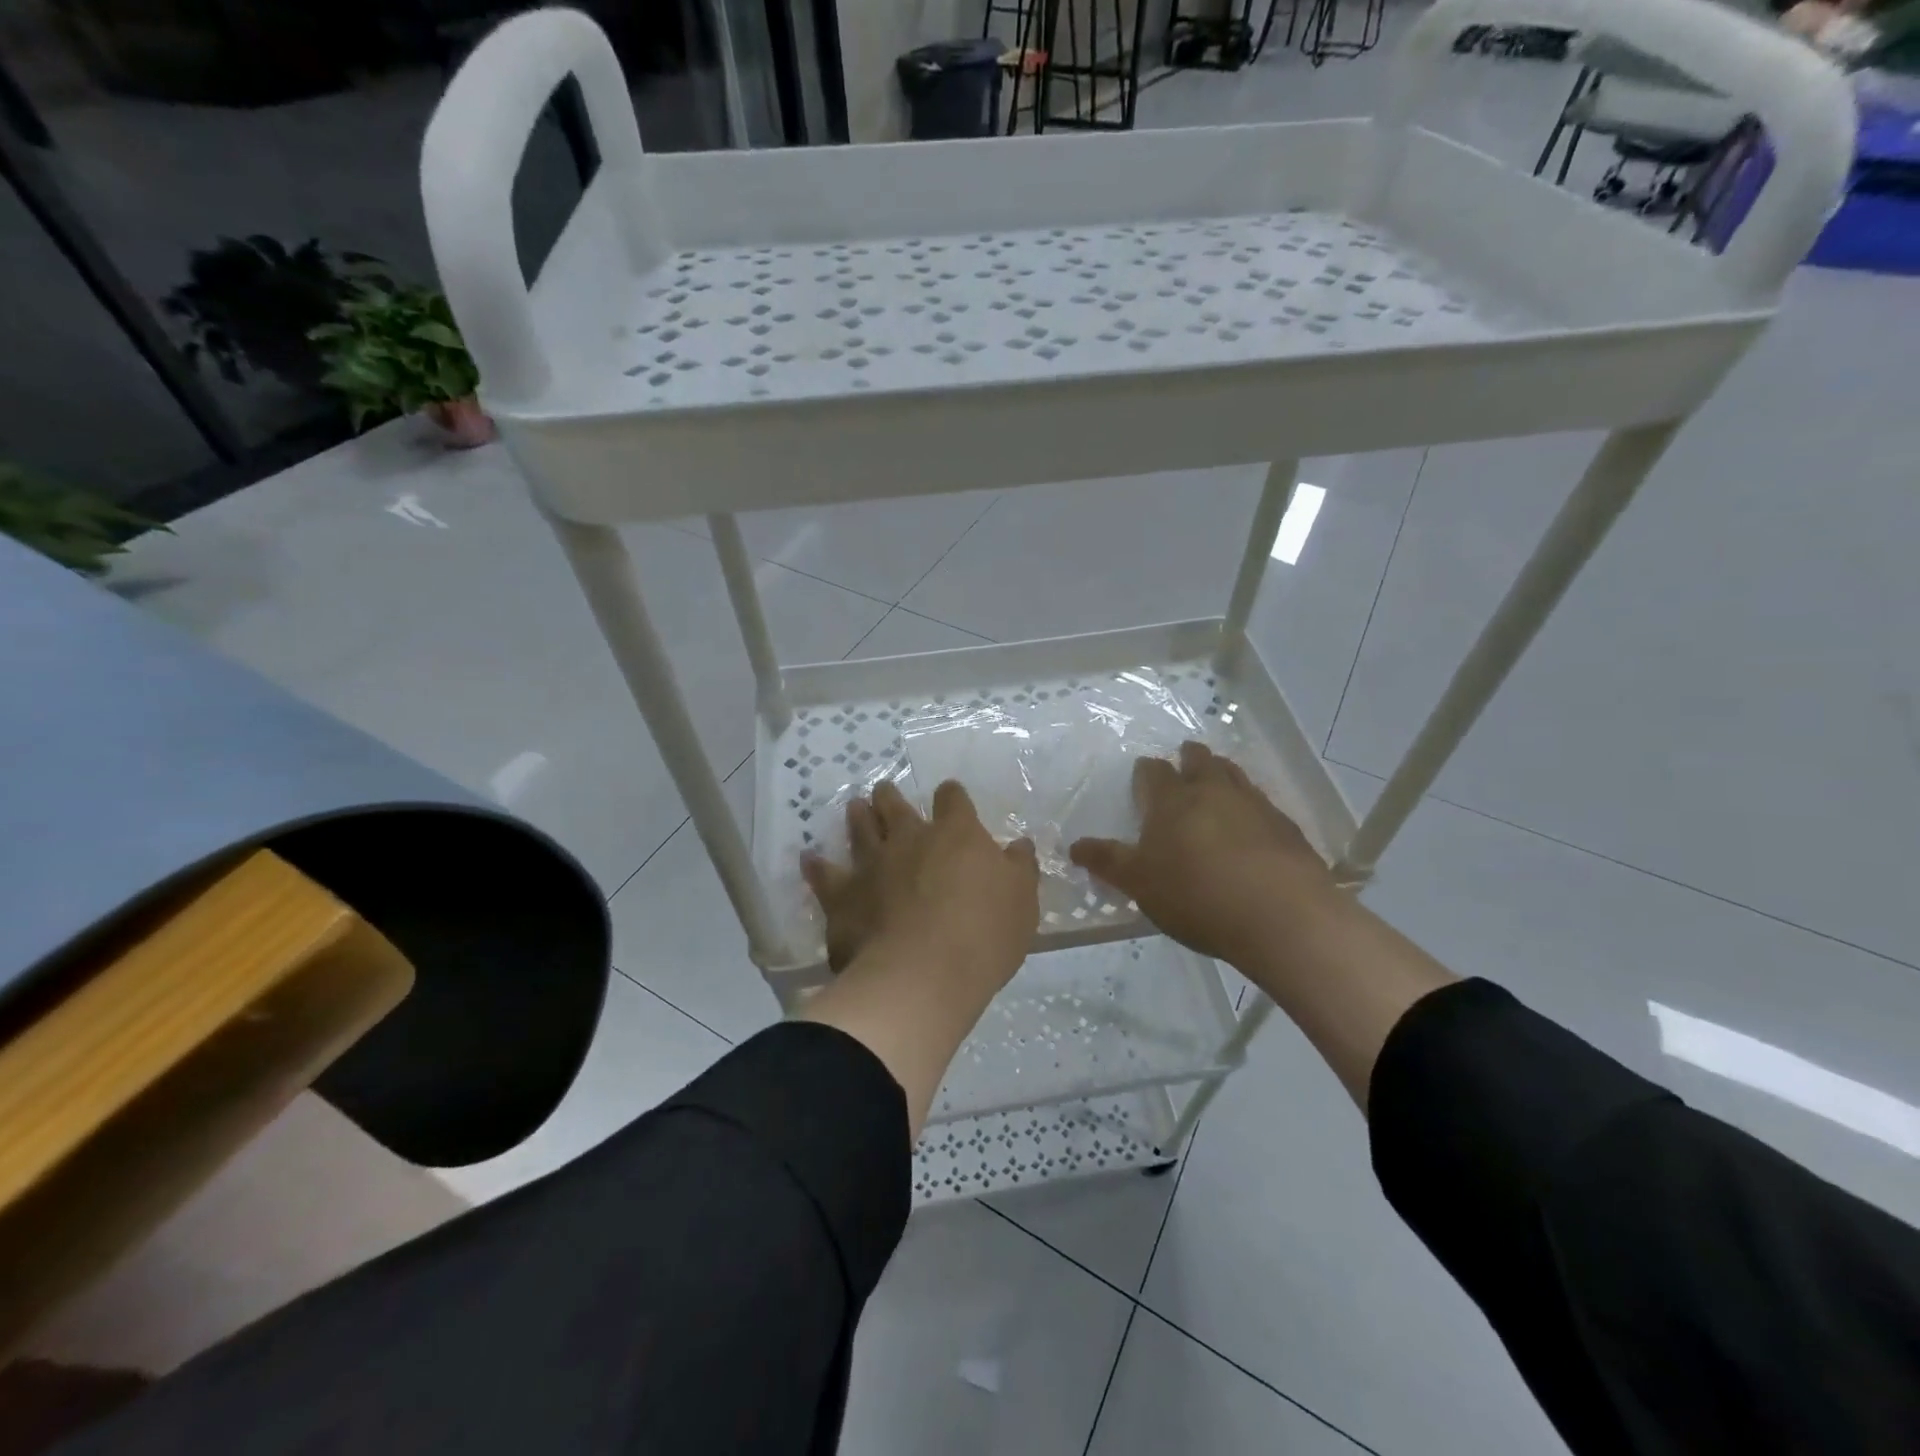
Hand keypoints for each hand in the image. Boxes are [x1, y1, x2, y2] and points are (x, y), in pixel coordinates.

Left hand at [803, 779, 1039, 990]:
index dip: (951, 796)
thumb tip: (1018, 846)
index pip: (953, 801)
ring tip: (854, 807)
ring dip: (858, 817)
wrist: (923, 974)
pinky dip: (816, 866)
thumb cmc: (983, 935)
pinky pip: (824, 875)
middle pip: (897, 807)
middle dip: (891, 797)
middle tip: (884, 790)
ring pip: (861, 830)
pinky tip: (809, 857)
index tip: (949, 795)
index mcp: (956, 834)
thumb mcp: (1021, 901)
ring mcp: (872, 865)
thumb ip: (1019, 869)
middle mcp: (910, 839)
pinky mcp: (843, 897)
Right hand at [1070, 741, 1336, 965]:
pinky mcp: (1287, 827)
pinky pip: (1262, 803)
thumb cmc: (1197, 896)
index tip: (1142, 773)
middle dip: (1189, 758)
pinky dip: (1251, 804)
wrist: (1282, 916)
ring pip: (1234, 775)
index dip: (1146, 771)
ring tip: (1216, 780)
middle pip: (1200, 761)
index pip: (1154, 772)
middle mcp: (1213, 791)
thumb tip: (1074, 846)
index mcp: (1172, 801)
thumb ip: (1108, 862)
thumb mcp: (1140, 884)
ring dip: (1222, 773)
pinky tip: (1251, 823)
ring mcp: (1255, 805)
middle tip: (1184, 759)